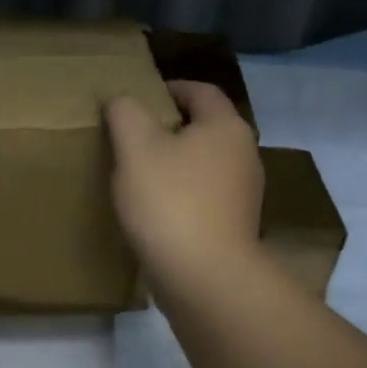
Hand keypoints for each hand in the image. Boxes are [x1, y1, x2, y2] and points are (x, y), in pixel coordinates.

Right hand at [106, 80, 263, 293]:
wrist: (205, 278)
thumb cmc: (170, 201)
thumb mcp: (135, 147)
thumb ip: (125, 113)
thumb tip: (122, 100)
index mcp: (226, 127)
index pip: (200, 91)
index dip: (168, 88)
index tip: (136, 100)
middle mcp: (244, 154)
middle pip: (204, 127)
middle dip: (168, 127)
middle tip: (130, 136)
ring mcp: (243, 193)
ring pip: (203, 163)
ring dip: (174, 162)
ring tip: (137, 173)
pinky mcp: (235, 225)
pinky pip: (204, 195)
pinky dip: (181, 193)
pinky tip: (154, 208)